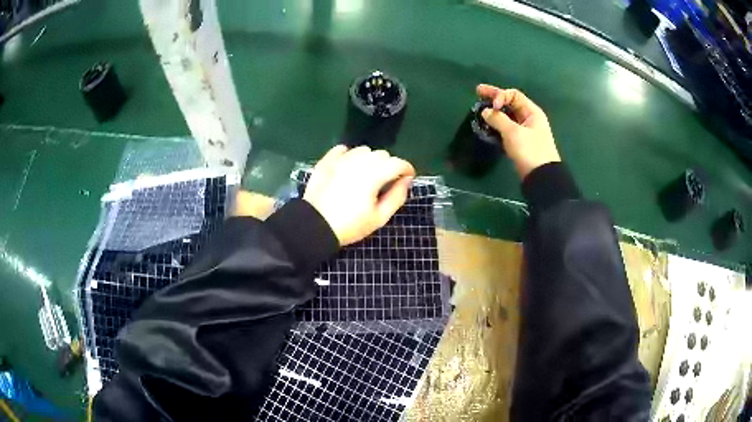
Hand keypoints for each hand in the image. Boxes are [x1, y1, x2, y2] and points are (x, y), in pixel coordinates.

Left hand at [303, 145, 415, 245]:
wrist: (315, 226)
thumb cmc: (350, 225)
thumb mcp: (379, 217)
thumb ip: (397, 196)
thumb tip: (406, 180)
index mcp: (374, 174)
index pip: (398, 163)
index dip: (407, 168)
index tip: (408, 177)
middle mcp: (359, 161)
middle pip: (382, 154)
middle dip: (388, 165)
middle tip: (386, 181)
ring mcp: (341, 159)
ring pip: (363, 150)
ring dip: (369, 159)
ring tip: (366, 174)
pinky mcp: (326, 161)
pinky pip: (343, 149)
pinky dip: (349, 154)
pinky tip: (348, 166)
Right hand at [477, 85, 560, 178]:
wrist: (541, 177)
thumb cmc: (530, 151)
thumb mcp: (514, 133)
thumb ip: (498, 119)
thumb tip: (485, 111)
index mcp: (531, 112)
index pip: (513, 95)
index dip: (500, 95)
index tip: (491, 105)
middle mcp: (528, 118)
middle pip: (510, 103)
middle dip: (494, 98)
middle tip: (477, 92)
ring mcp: (524, 130)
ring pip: (507, 116)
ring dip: (494, 112)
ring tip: (480, 110)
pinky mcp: (519, 142)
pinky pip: (506, 128)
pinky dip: (496, 125)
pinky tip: (487, 125)